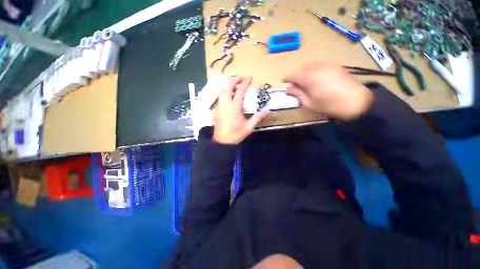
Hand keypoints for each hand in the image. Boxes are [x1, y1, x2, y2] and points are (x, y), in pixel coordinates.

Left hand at [212, 76, 269, 144]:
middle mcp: (225, 104)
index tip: (249, 78)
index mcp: (234, 108)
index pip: (240, 91)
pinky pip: (219, 98)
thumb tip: (268, 111)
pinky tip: (229, 97)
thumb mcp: (249, 127)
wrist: (222, 142)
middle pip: (227, 87)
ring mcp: (219, 107)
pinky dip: (224, 93)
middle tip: (241, 79)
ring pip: (221, 91)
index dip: (245, 83)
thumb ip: (258, 117)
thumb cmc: (236, 134)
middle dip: (234, 80)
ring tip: (235, 86)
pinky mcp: (215, 110)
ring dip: (228, 86)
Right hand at [286, 62, 373, 120]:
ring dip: (306, 72)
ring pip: (311, 65)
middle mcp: (317, 68)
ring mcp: (328, 65)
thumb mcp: (309, 103)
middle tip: (297, 87)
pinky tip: (319, 79)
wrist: (356, 102)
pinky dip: (315, 70)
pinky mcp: (336, 66)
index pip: (293, 75)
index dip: (288, 80)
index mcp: (309, 77)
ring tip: (307, 83)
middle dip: (297, 76)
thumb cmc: (329, 105)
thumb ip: (297, 93)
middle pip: (301, 69)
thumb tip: (288, 88)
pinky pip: (321, 65)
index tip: (287, 85)